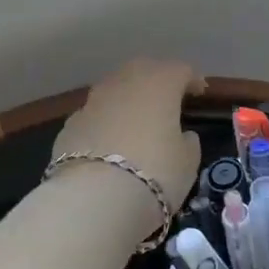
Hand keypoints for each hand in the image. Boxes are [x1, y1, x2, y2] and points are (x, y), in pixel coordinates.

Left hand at [50, 59, 202, 231]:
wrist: (93, 198)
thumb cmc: (155, 173)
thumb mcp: (188, 161)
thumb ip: (188, 141)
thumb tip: (183, 135)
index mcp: (159, 83)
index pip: (180, 70)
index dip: (191, 80)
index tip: (199, 94)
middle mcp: (124, 82)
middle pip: (143, 70)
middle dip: (156, 80)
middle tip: (167, 100)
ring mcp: (92, 101)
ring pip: (114, 89)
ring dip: (127, 99)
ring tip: (136, 120)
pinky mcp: (70, 124)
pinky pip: (95, 115)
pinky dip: (105, 122)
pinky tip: (108, 143)